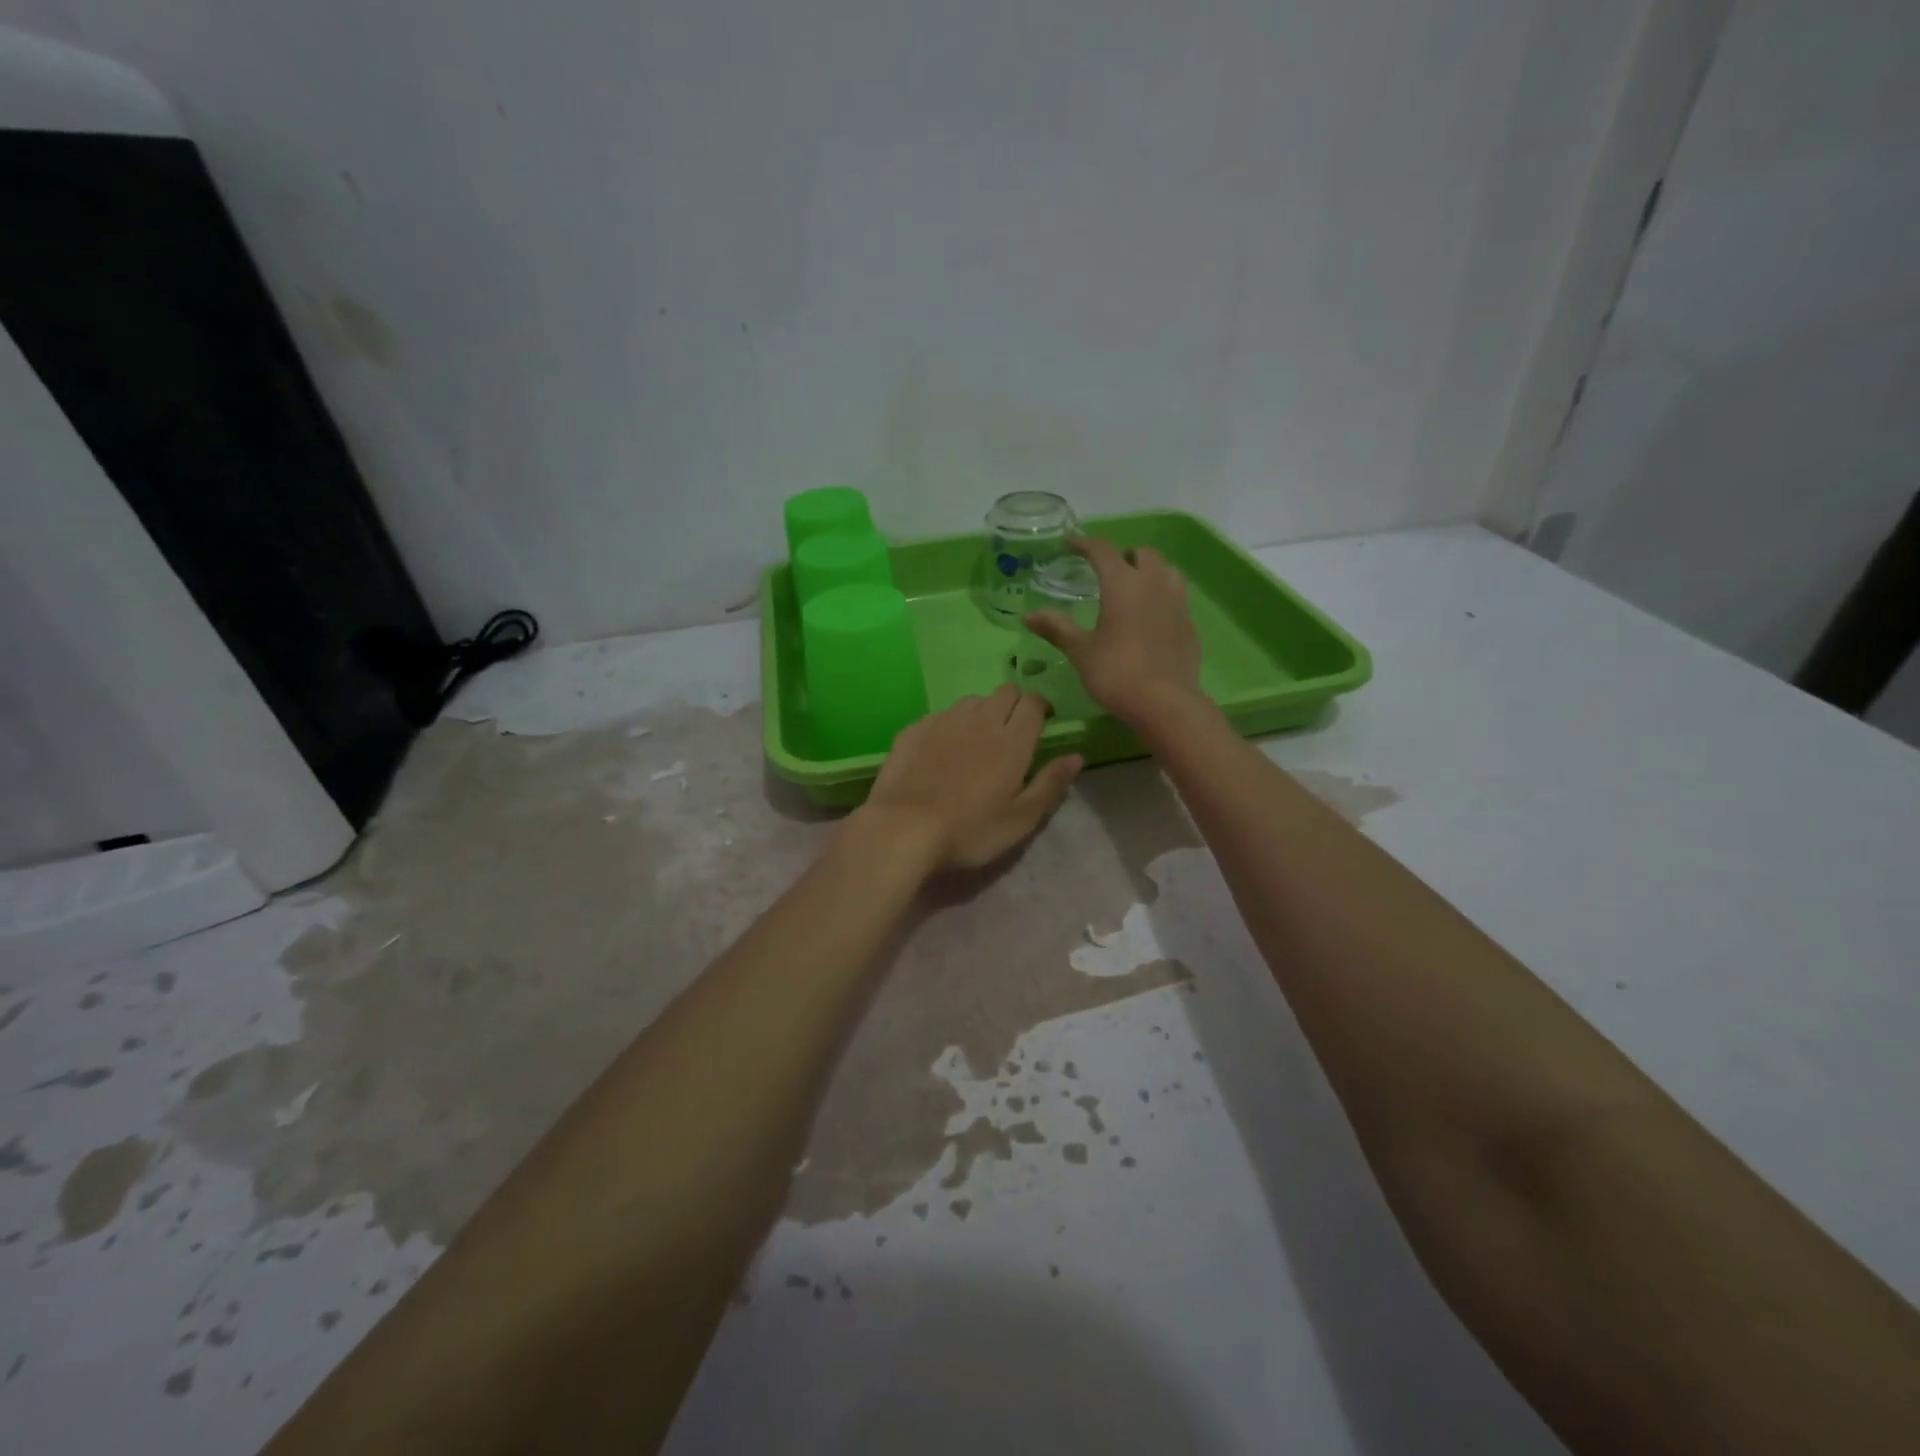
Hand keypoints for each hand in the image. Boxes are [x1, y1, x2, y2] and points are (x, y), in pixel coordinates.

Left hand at [858, 685, 1082, 871]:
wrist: (904, 828)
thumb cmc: (970, 830)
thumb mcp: (1021, 819)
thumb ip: (1051, 784)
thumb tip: (1076, 756)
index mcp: (1012, 740)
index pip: (1034, 702)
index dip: (1041, 707)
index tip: (1043, 723)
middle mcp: (980, 719)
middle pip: (1005, 692)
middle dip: (1015, 703)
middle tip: (1012, 730)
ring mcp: (944, 720)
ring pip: (972, 699)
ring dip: (982, 711)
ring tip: (977, 738)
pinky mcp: (914, 729)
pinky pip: (940, 714)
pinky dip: (949, 724)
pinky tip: (942, 749)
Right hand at [1024, 538, 1206, 729]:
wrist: (1165, 702)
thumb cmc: (1116, 672)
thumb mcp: (1080, 651)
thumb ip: (1057, 628)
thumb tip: (1029, 615)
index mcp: (1122, 583)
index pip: (1102, 550)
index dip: (1085, 544)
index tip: (1071, 544)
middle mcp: (1153, 582)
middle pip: (1141, 554)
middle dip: (1123, 555)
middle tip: (1107, 570)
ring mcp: (1177, 601)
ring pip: (1166, 570)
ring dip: (1149, 570)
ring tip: (1134, 587)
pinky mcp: (1190, 622)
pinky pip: (1177, 595)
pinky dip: (1162, 595)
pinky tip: (1152, 615)